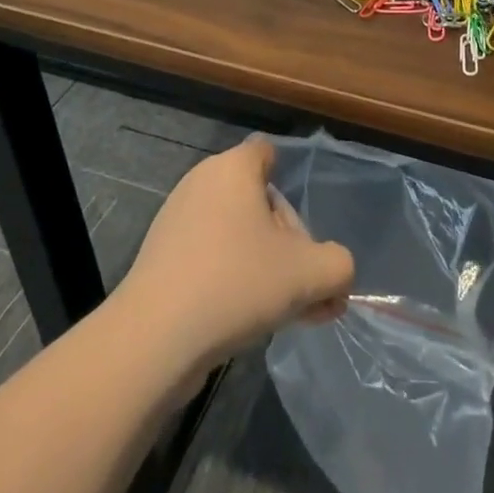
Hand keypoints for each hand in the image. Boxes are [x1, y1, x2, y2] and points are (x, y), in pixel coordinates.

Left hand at [120, 139, 353, 379]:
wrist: (155, 339)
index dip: (292, 186)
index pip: (268, 152)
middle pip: (257, 200)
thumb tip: (338, 272)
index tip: (303, 234)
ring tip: (283, 314)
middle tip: (305, 289)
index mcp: (234, 167)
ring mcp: (176, 220)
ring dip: (263, 266)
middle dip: (287, 243)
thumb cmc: (236, 283)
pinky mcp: (160, 258)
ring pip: (235, 234)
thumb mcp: (309, 274)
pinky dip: (230, 280)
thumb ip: (338, 266)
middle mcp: (202, 181)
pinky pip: (209, 257)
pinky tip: (244, 322)